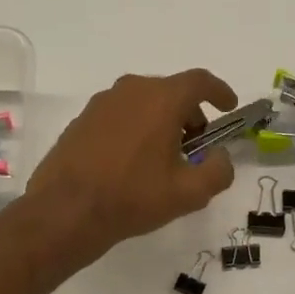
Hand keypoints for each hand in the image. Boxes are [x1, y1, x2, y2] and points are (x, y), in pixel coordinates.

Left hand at [23, 69, 238, 266]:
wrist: (66, 211)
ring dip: (160, 122)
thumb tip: (220, 157)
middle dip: (189, 114)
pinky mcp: (81, 121)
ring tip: (163, 158)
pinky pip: (120, 116)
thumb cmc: (133, 198)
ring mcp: (101, 104)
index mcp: (161, 99)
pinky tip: (132, 163)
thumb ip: (217, 171)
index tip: (228, 107)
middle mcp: (130, 90)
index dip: (219, 92)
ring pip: (143, 103)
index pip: (199, 82)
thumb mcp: (189, 194)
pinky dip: (135, 130)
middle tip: (195, 145)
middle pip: (170, 91)